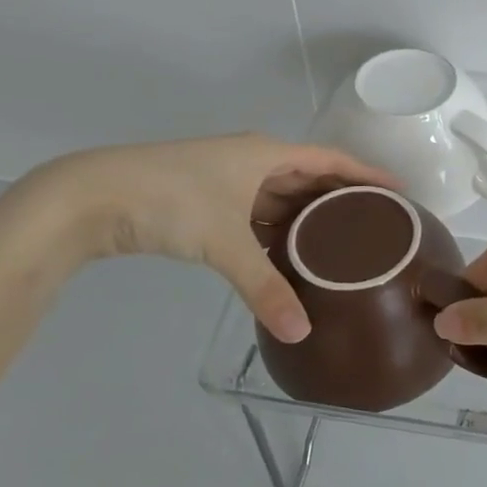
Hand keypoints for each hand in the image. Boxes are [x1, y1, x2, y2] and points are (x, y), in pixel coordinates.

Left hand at [22, 134, 394, 342]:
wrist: (88, 197)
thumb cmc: (170, 201)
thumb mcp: (225, 243)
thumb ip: (265, 288)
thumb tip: (302, 332)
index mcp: (266, 154)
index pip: (331, 160)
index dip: (366, 174)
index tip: (399, 191)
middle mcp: (251, 160)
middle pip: (308, 177)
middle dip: (339, 199)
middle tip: (373, 225)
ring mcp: (224, 179)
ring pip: (278, 196)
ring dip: (304, 217)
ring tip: (338, 243)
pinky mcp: (202, 199)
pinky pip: (254, 212)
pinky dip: (273, 230)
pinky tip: (284, 253)